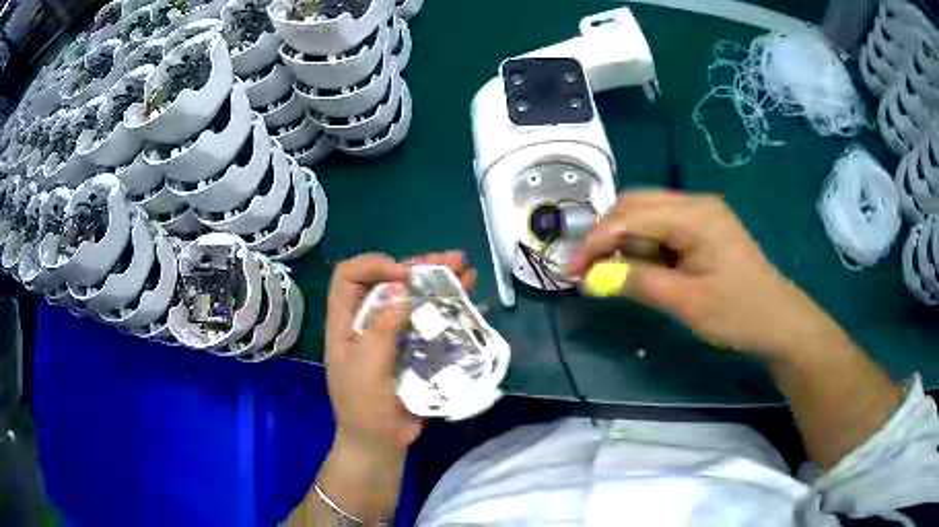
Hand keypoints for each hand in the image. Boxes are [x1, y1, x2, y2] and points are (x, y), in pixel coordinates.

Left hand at [325, 251, 477, 455]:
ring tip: (467, 270)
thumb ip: (381, 328)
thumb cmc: (362, 405)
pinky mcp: (417, 349)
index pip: (350, 276)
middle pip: (391, 282)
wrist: (380, 442)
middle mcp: (370, 321)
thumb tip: (403, 288)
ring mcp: (396, 334)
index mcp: (347, 321)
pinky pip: (434, 322)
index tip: (404, 276)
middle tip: (451, 259)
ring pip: (416, 299)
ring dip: (441, 282)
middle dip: (420, 266)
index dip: (374, 265)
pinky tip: (474, 300)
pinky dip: (453, 309)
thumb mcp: (365, 366)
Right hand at [568, 192, 845, 358]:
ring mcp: (702, 215)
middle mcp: (696, 204)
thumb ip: (638, 283)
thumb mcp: (686, 302)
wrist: (780, 323)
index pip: (632, 216)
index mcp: (695, 215)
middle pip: (636, 205)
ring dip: (622, 239)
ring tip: (606, 270)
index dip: (596, 241)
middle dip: (606, 234)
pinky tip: (636, 266)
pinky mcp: (703, 231)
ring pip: (647, 214)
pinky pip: (663, 228)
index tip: (570, 270)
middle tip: (585, 268)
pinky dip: (642, 245)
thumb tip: (592, 278)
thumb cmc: (739, 314)